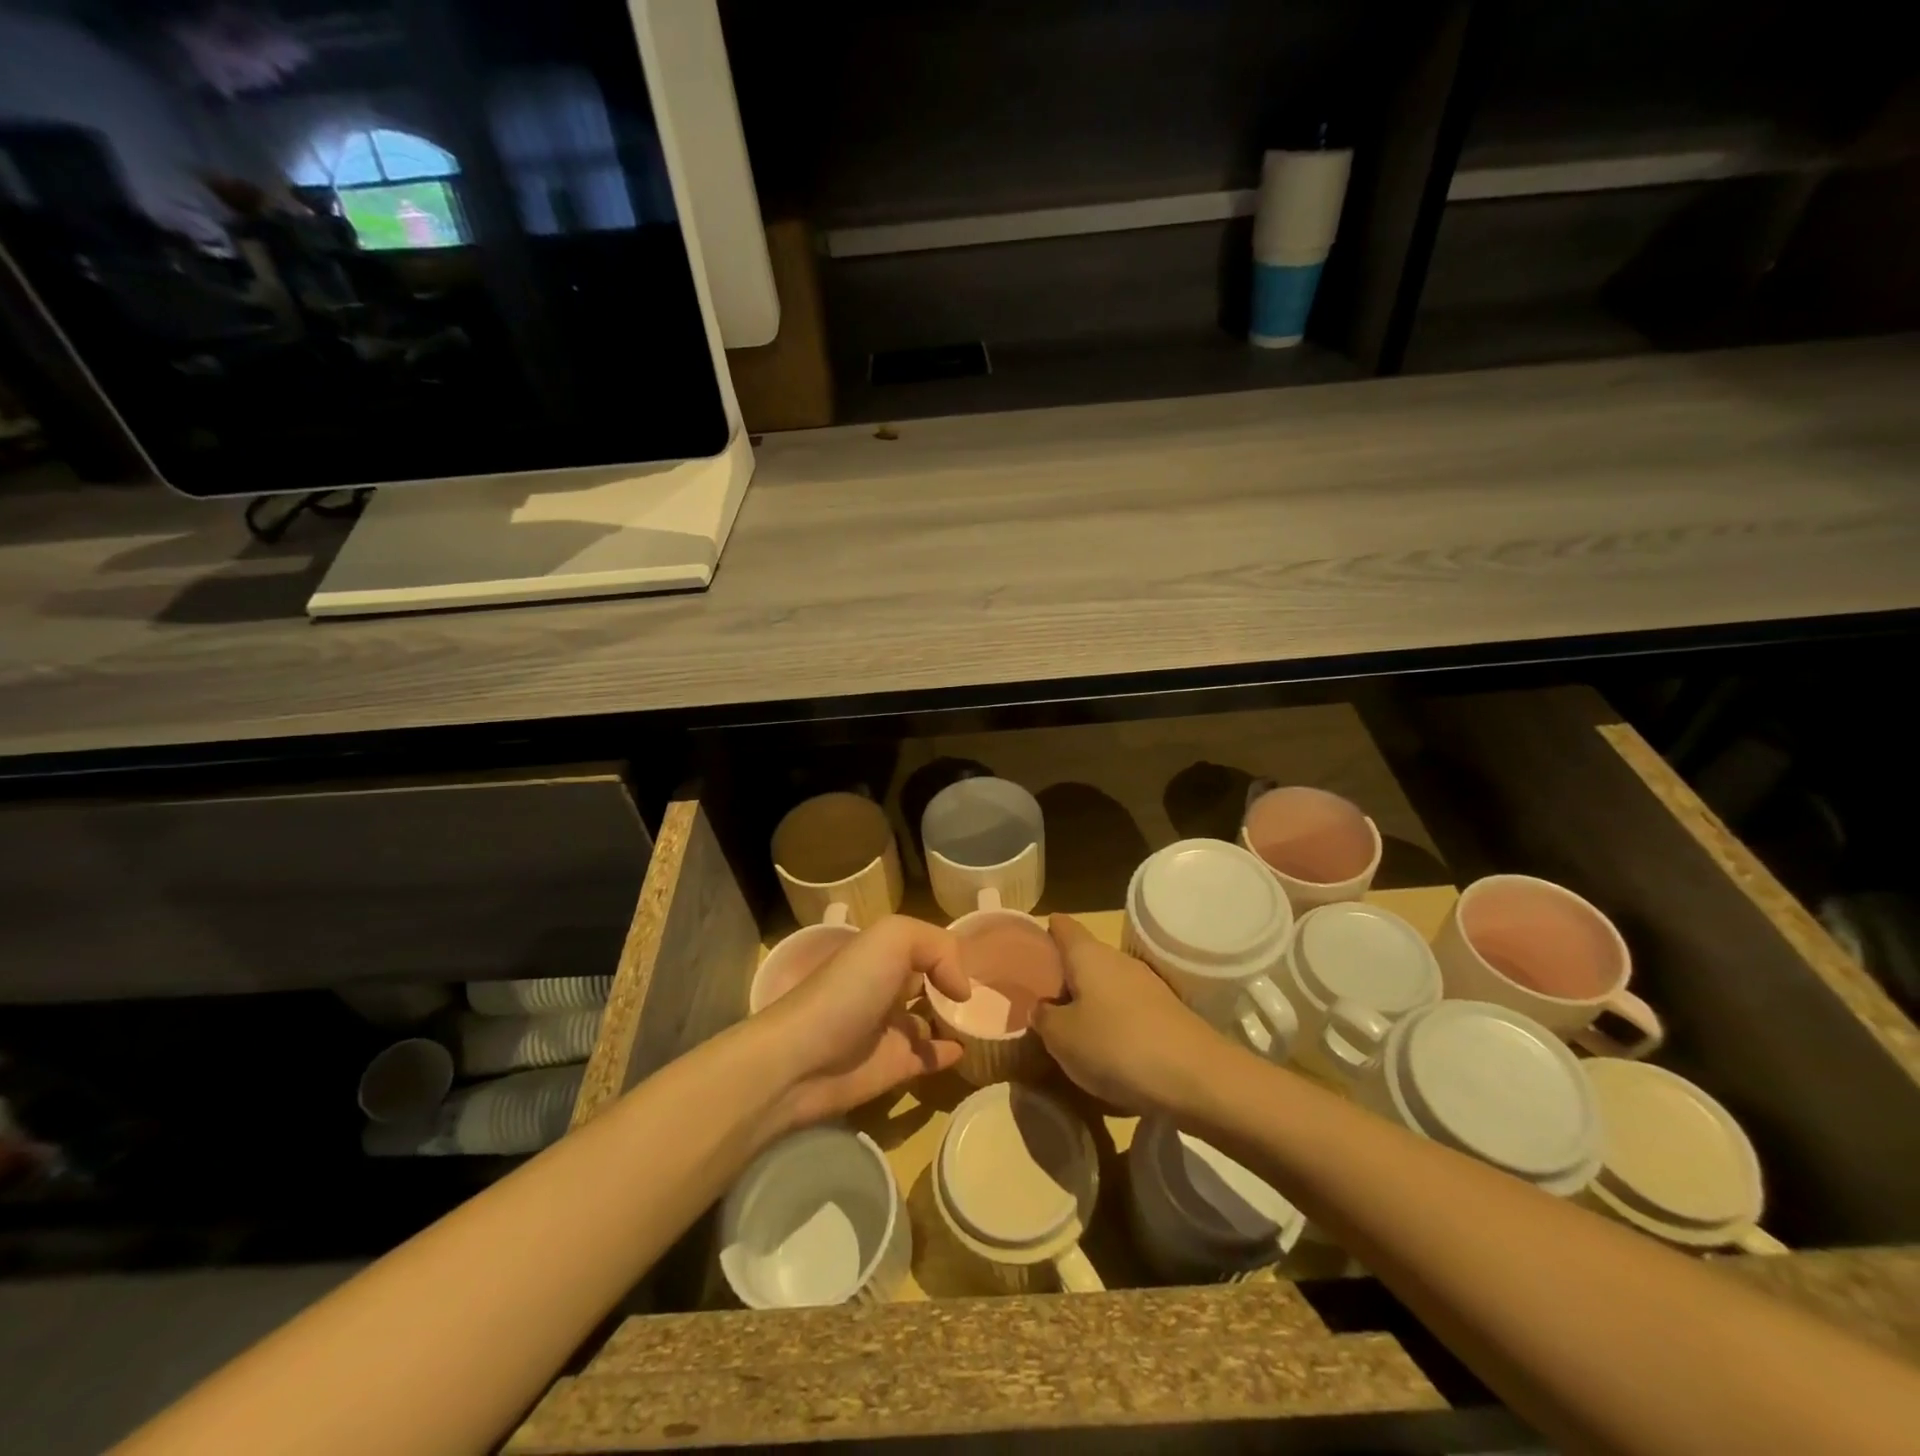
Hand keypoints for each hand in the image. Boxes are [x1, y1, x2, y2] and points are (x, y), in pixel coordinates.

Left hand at [757, 915, 969, 1127]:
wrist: (801, 1060)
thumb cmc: (847, 990)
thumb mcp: (892, 939)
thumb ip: (938, 948)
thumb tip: (962, 991)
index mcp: (882, 954)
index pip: (924, 944)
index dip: (950, 948)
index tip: (987, 957)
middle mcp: (886, 987)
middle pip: (927, 981)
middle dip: (952, 982)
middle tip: (995, 991)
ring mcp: (890, 1030)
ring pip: (930, 1020)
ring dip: (953, 1019)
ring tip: (989, 1020)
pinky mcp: (893, 1068)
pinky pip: (928, 1058)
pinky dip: (948, 1053)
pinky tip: (967, 1049)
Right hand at [1029, 913, 1227, 1117]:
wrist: (1197, 1079)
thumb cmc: (1117, 1046)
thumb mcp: (1062, 1037)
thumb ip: (1044, 1017)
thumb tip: (1042, 1007)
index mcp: (1089, 954)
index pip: (1062, 926)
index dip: (1044, 932)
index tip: (1027, 951)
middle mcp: (1118, 959)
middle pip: (1084, 957)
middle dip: (1064, 976)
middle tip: (1040, 1001)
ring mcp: (1147, 985)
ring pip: (1106, 984)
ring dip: (1089, 1002)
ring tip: (1069, 1030)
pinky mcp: (1167, 1013)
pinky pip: (1127, 1009)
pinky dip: (1112, 1023)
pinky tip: (1105, 1050)